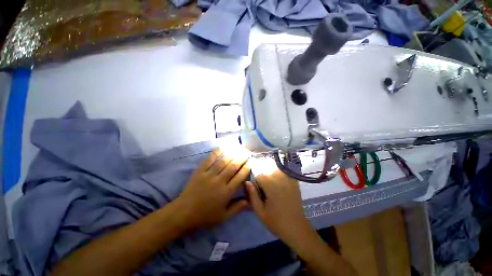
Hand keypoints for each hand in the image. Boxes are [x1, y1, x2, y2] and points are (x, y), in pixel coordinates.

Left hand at [177, 149, 250, 229]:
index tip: (250, 161)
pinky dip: (215, 153)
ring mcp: (209, 175)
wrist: (183, 213)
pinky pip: (209, 160)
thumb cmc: (205, 216)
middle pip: (233, 167)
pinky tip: (221, 148)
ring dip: (231, 154)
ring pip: (223, 162)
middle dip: (241, 158)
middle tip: (246, 152)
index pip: (240, 177)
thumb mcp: (224, 216)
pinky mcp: (200, 172)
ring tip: (238, 149)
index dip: (246, 168)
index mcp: (226, 192)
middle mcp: (219, 181)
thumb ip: (238, 208)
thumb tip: (250, 201)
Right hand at [246, 168, 312, 246]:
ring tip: (271, 188)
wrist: (297, 228)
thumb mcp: (260, 211)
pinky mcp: (294, 182)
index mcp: (271, 185)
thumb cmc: (276, 222)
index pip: (259, 174)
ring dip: (271, 175)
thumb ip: (252, 195)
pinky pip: (284, 173)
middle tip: (264, 190)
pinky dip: (279, 175)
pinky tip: (279, 185)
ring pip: (275, 170)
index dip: (255, 181)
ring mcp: (288, 179)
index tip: (256, 189)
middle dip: (263, 177)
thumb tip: (247, 182)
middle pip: (267, 170)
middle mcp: (280, 179)